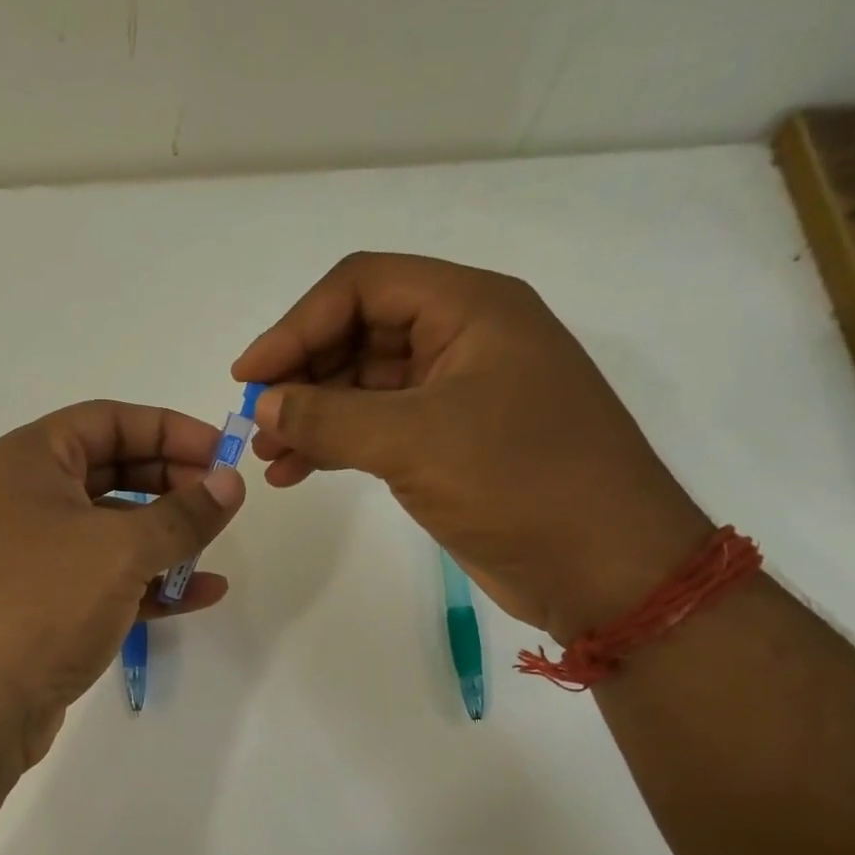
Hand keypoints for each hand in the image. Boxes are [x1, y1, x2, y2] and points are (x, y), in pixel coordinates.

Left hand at [0, 400, 243, 766]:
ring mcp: (28, 559)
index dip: (170, 429)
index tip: (222, 453)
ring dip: (165, 539)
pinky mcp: (40, 610)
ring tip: (213, 551)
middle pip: (111, 473)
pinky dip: (148, 584)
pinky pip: (104, 582)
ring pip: (109, 533)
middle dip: (171, 485)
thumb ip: (183, 514)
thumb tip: (230, 484)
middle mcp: (22, 501)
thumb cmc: (39, 603)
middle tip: (222, 503)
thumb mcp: (120, 549)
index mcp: (27, 462)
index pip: (108, 420)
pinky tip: (199, 595)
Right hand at [235, 252, 710, 639]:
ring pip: (364, 385)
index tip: (249, 376)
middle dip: (302, 375)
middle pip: (360, 332)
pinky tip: (297, 473)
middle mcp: (465, 339)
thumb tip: (264, 406)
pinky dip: (336, 445)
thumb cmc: (521, 483)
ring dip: (312, 415)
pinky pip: (379, 428)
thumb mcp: (415, 442)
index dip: (297, 325)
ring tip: (269, 456)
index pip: (363, 286)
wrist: (605, 568)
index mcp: (471, 309)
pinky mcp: (452, 443)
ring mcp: (459, 394)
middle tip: (256, 422)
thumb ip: (329, 418)